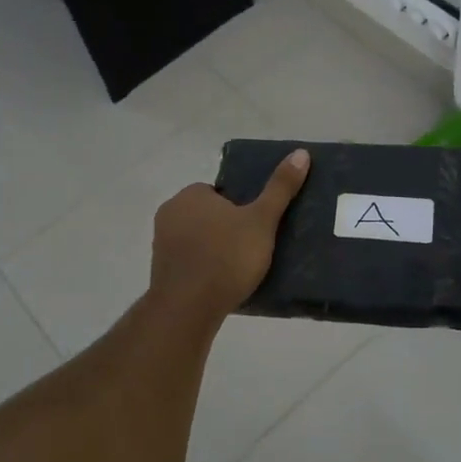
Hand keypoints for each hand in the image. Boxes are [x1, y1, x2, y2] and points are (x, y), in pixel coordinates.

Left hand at [149, 149, 309, 320]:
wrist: (188, 308)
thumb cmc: (226, 258)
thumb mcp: (261, 220)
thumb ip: (280, 188)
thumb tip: (300, 153)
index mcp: (190, 195)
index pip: (220, 192)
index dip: (240, 207)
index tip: (257, 226)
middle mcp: (170, 213)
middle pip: (208, 215)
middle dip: (227, 228)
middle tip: (253, 248)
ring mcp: (161, 243)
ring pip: (197, 239)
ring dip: (215, 249)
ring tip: (241, 269)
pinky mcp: (160, 271)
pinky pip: (189, 262)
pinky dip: (203, 269)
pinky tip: (221, 284)